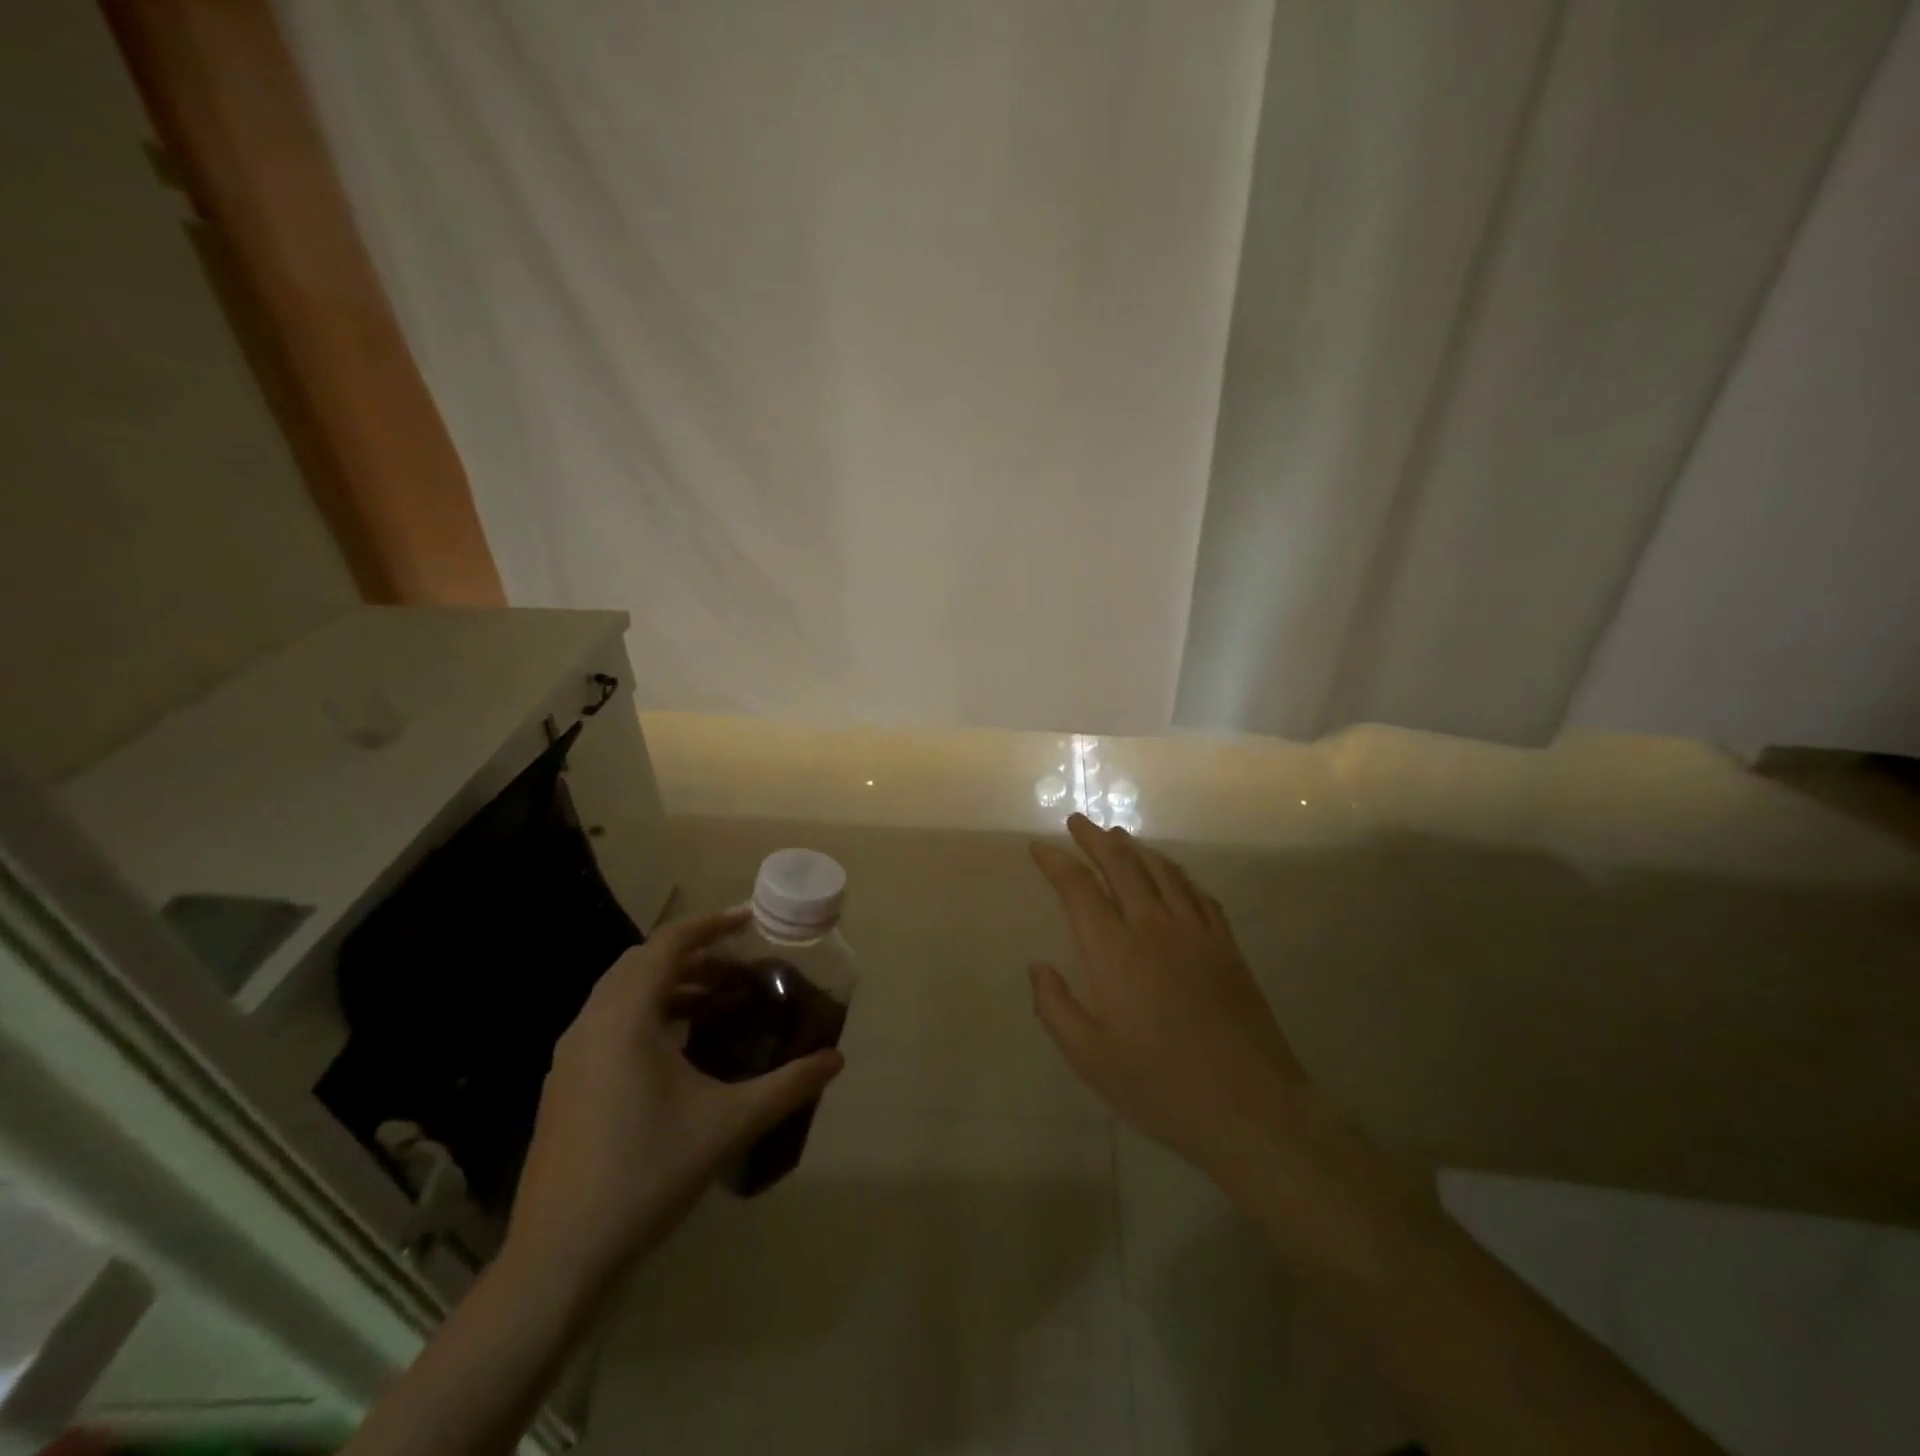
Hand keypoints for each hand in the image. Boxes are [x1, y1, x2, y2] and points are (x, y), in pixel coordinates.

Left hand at [505, 909, 843, 1289]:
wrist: (559, 1257)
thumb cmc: (647, 1174)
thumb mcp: (728, 1124)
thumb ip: (787, 1085)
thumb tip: (836, 1059)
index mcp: (625, 1018)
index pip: (667, 944)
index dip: (710, 925)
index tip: (749, 921)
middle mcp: (590, 1024)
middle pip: (642, 962)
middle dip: (693, 955)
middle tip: (738, 968)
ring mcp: (569, 1055)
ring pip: (621, 992)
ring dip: (668, 984)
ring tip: (715, 1002)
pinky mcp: (563, 1083)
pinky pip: (608, 1022)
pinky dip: (646, 1012)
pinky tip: (677, 1049)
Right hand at [1028, 815, 1313, 1178]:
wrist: (1251, 1108)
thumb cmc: (1160, 1086)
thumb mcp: (1090, 1058)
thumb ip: (1055, 1007)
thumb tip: (1038, 966)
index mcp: (1114, 952)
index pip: (1079, 889)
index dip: (1056, 863)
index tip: (1040, 848)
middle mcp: (1154, 928)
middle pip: (1122, 866)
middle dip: (1095, 839)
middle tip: (1078, 822)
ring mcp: (1196, 933)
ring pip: (1162, 872)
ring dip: (1136, 848)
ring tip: (1118, 836)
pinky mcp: (1227, 946)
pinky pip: (1198, 894)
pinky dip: (1178, 875)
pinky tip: (1172, 875)